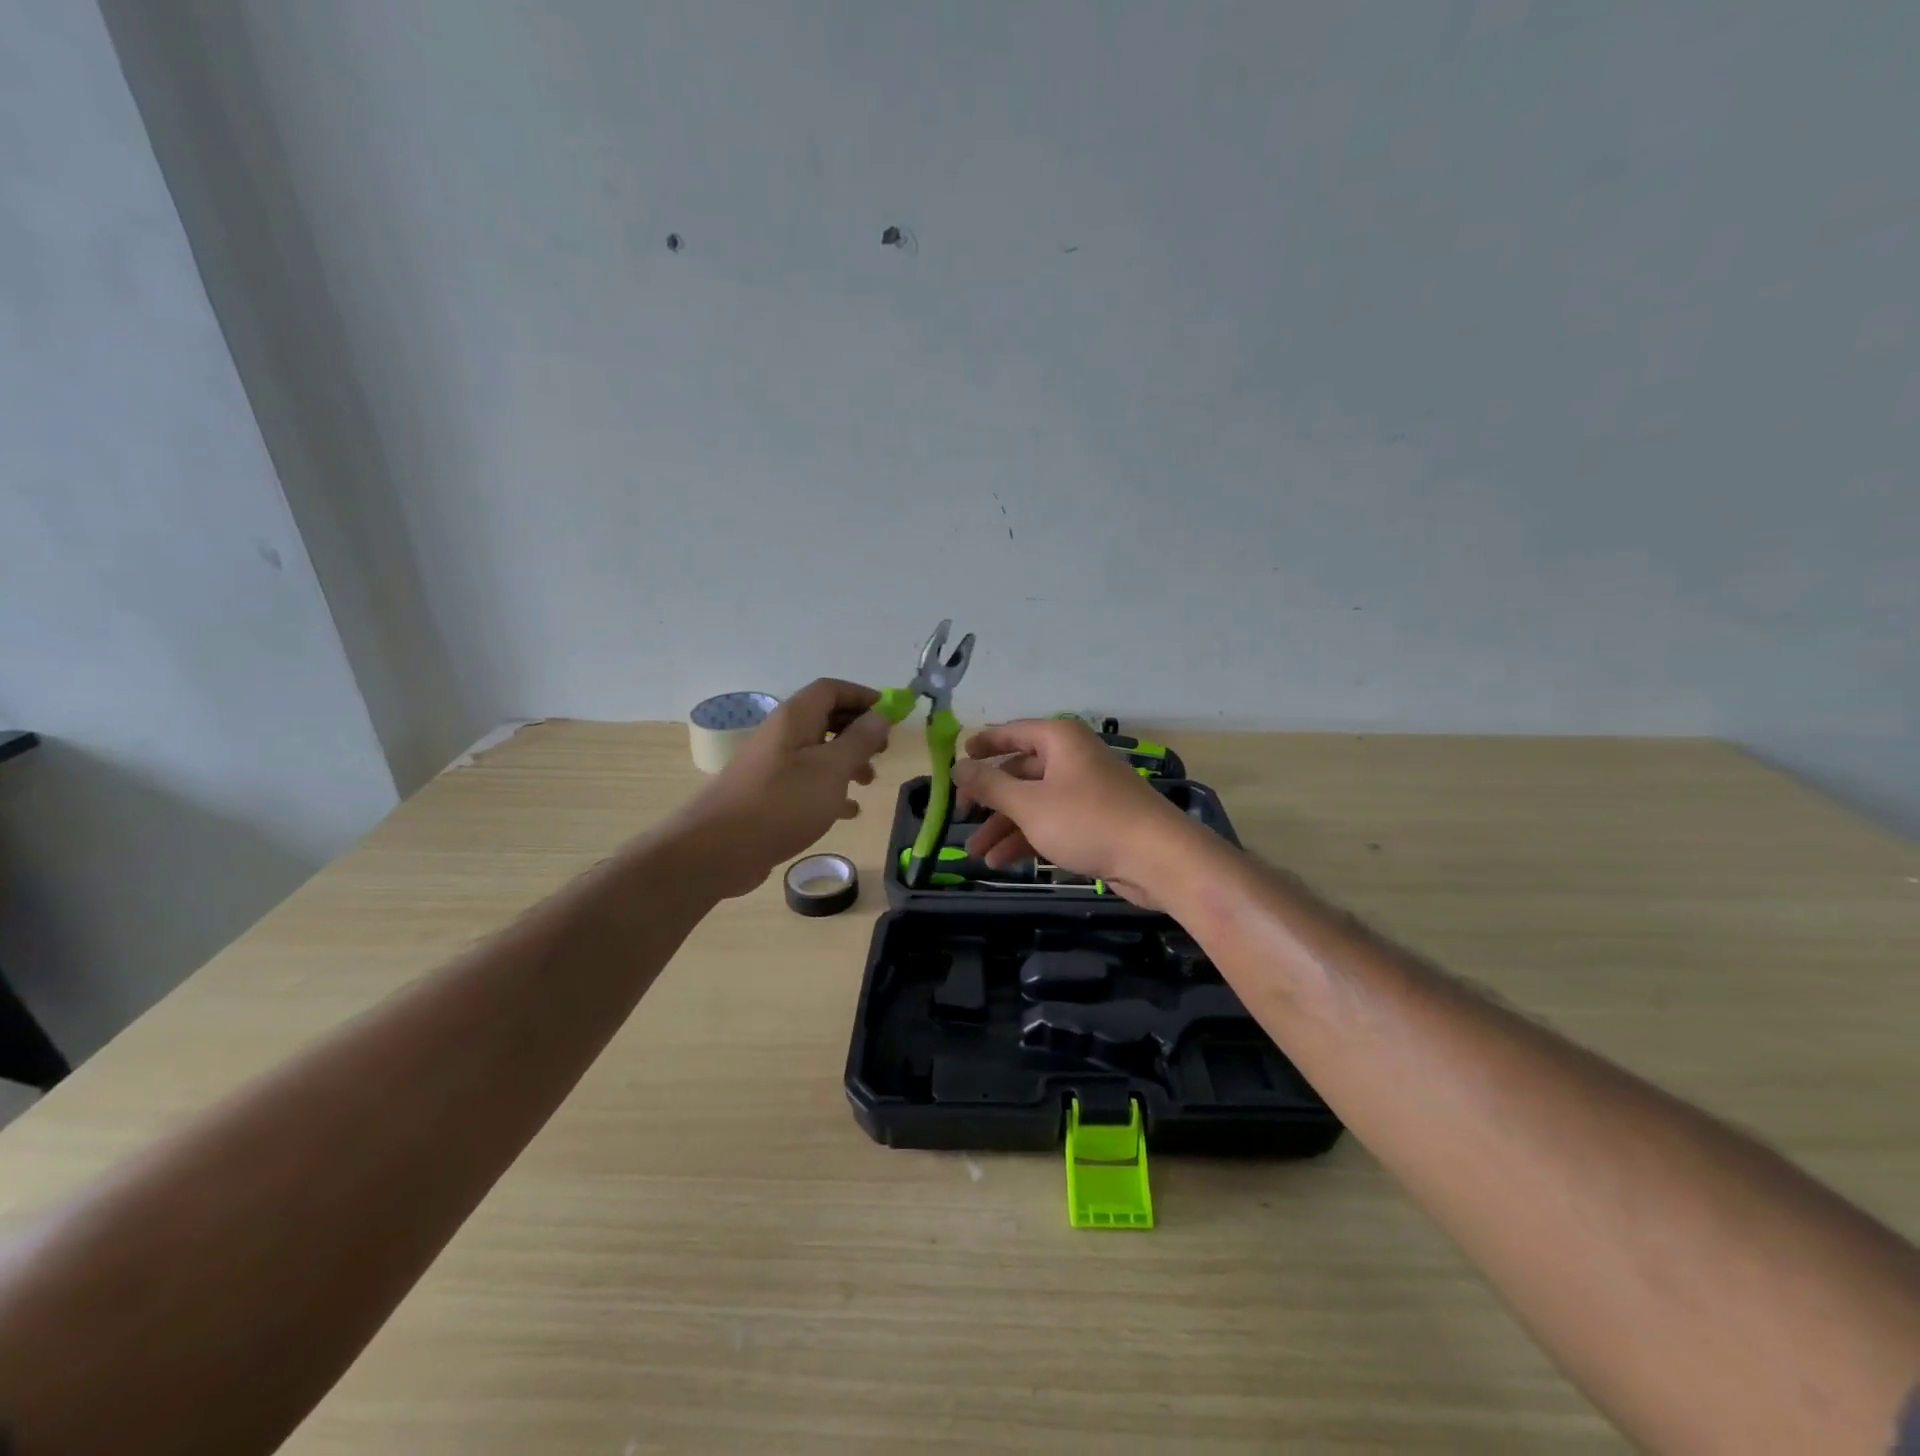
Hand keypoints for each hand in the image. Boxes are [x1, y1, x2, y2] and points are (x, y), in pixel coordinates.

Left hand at [666, 678, 890, 897]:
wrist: (718, 849)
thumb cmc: (782, 802)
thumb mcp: (832, 769)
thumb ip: (859, 740)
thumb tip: (879, 716)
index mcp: (796, 718)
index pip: (832, 689)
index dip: (863, 696)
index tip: (892, 715)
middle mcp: (782, 734)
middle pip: (826, 717)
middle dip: (858, 730)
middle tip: (883, 751)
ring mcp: (773, 765)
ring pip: (818, 751)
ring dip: (847, 761)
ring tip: (869, 782)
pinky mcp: (770, 795)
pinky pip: (807, 782)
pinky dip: (831, 790)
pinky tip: (849, 811)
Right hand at [951, 719, 1198, 907]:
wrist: (1158, 858)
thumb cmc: (1088, 820)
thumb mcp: (1029, 803)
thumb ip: (990, 785)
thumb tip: (957, 766)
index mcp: (1059, 740)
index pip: (1012, 732)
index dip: (983, 745)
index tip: (956, 762)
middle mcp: (1071, 758)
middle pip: (1020, 771)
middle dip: (989, 799)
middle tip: (960, 818)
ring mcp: (1084, 791)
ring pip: (1033, 802)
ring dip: (1003, 827)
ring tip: (976, 855)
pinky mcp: (1094, 821)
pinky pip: (1051, 822)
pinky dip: (1027, 838)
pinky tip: (1002, 861)